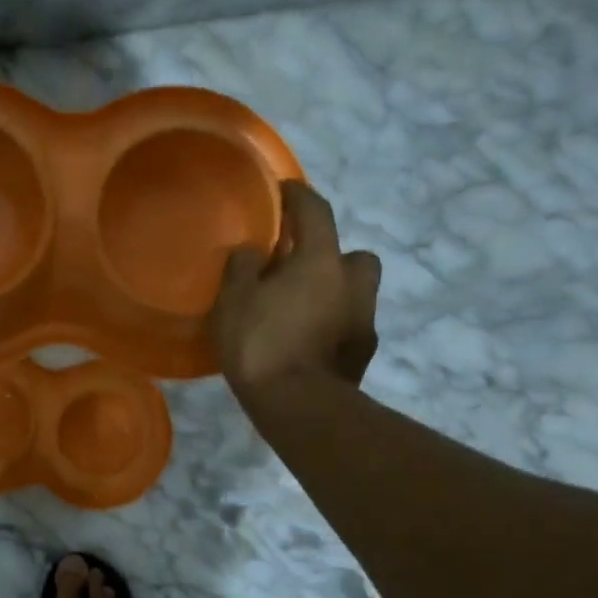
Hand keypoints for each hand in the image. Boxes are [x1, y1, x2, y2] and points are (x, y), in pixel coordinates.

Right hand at [212, 180, 380, 401]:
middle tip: (300, 270)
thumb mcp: (234, 301)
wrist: (299, 406)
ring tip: (303, 312)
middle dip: (331, 255)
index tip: (283, 191)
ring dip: (335, 293)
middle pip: (352, 254)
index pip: (315, 211)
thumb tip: (252, 252)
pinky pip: (349, 326)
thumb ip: (242, 267)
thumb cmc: (262, 344)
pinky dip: (333, 327)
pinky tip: (309, 343)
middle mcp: (352, 282)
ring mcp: (364, 319)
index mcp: (321, 260)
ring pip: (355, 292)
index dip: (298, 196)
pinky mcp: (363, 352)